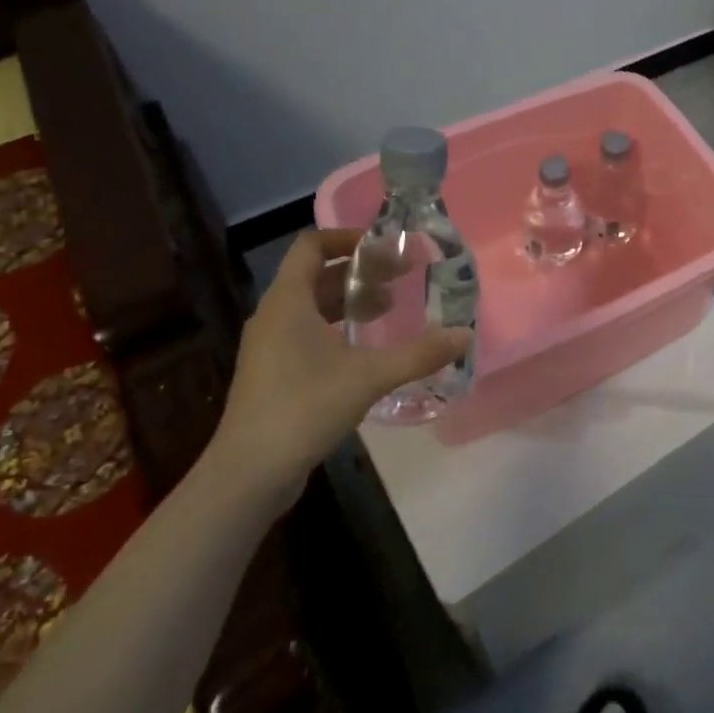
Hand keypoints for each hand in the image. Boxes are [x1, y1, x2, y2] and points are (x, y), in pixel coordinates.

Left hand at [210, 229, 469, 504]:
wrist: (249, 473)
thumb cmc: (305, 408)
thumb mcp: (369, 377)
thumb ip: (418, 354)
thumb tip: (464, 336)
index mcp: (288, 301)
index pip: (312, 245)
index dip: (348, 238)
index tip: (386, 247)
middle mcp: (274, 315)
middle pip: (316, 275)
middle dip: (359, 271)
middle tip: (401, 277)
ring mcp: (269, 346)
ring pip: (312, 306)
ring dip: (349, 300)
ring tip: (389, 308)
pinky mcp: (272, 373)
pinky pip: (306, 332)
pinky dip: (336, 328)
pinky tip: (366, 349)